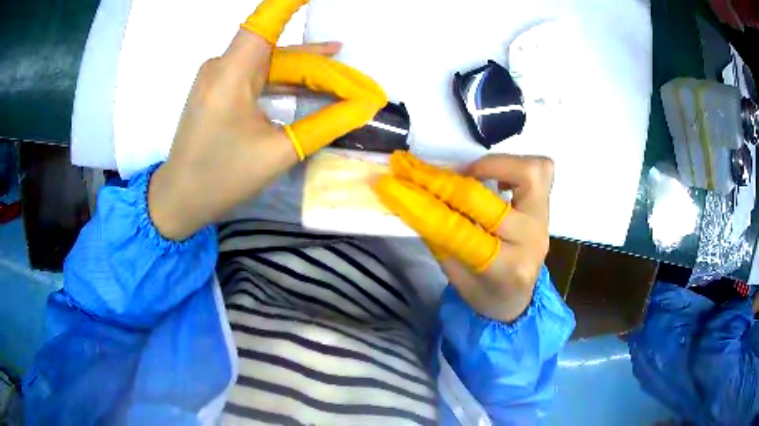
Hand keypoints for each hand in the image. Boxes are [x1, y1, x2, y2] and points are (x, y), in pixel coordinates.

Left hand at [149, 0, 386, 240]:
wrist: (178, 199)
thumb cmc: (221, 178)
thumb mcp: (278, 152)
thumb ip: (324, 125)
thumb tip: (364, 108)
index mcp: (232, 72)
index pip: (267, 20)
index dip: (291, 3)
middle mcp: (223, 65)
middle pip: (277, 47)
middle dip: (315, 59)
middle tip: (351, 70)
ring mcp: (218, 77)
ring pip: (268, 62)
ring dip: (301, 69)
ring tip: (340, 75)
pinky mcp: (218, 89)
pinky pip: (255, 75)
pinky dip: (282, 80)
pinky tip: (307, 85)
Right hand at [374, 152, 552, 321]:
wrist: (519, 299)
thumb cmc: (485, 293)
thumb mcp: (455, 275)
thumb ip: (438, 237)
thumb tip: (413, 197)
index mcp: (504, 268)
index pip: (458, 230)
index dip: (421, 204)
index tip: (393, 184)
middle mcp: (529, 240)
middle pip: (485, 199)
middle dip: (444, 183)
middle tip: (421, 173)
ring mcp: (542, 220)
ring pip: (529, 172)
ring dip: (494, 164)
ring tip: (471, 173)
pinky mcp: (546, 207)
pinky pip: (540, 170)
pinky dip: (515, 165)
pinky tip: (496, 176)